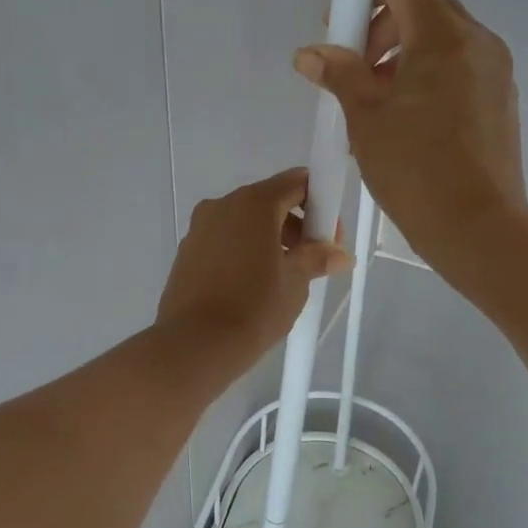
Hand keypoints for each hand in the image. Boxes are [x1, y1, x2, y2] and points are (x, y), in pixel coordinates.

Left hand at [156, 169, 350, 368]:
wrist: (194, 345)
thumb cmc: (254, 307)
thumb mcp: (295, 282)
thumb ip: (317, 258)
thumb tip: (340, 254)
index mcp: (254, 203)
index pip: (296, 182)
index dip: (320, 203)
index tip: (330, 235)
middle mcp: (223, 205)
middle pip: (270, 201)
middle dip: (296, 225)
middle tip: (313, 259)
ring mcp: (200, 228)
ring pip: (245, 221)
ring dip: (270, 239)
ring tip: (284, 277)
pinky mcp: (187, 251)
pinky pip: (225, 240)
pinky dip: (245, 250)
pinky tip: (253, 285)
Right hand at [293, 0, 527, 276]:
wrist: (479, 228)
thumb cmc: (415, 170)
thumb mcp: (365, 119)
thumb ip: (339, 74)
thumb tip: (310, 54)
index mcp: (442, 36)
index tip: (342, 29)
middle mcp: (477, 41)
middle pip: (424, 4)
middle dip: (381, 26)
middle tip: (355, 70)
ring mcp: (495, 70)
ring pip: (443, 38)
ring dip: (404, 54)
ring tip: (378, 103)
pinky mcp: (502, 99)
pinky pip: (461, 67)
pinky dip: (430, 76)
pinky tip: (408, 121)